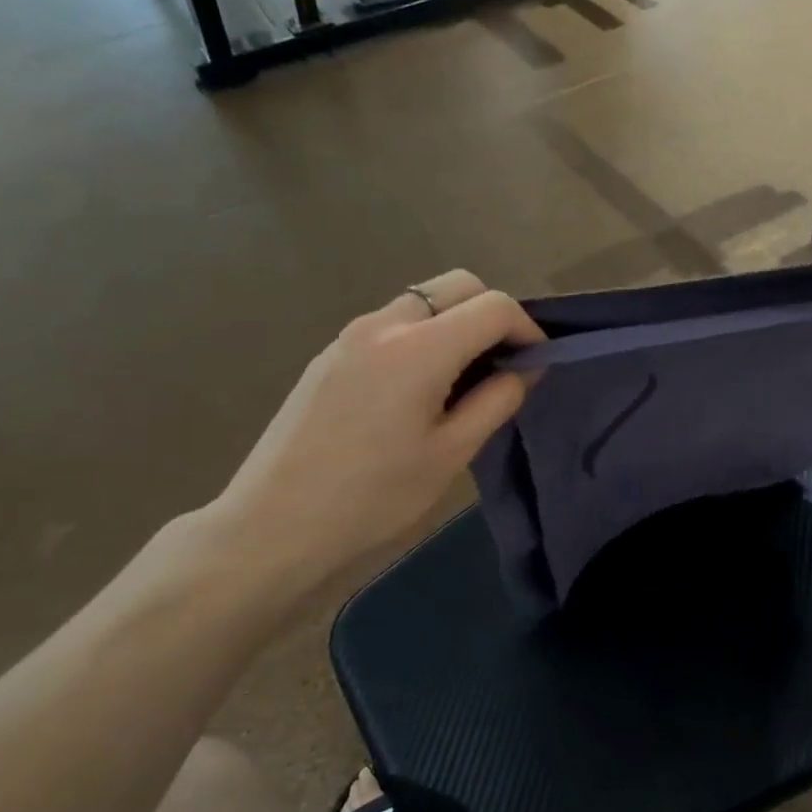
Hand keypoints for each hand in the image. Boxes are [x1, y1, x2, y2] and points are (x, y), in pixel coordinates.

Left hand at [201, 271, 543, 595]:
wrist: (274, 525)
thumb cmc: (374, 497)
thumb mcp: (451, 454)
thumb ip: (496, 401)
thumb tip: (526, 368)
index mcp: (419, 348)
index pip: (493, 306)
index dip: (527, 328)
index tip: (536, 365)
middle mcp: (383, 324)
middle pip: (456, 286)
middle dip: (492, 314)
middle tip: (502, 365)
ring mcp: (349, 335)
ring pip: (422, 302)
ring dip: (455, 324)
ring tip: (463, 380)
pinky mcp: (329, 355)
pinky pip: (391, 325)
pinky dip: (422, 337)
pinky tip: (418, 390)